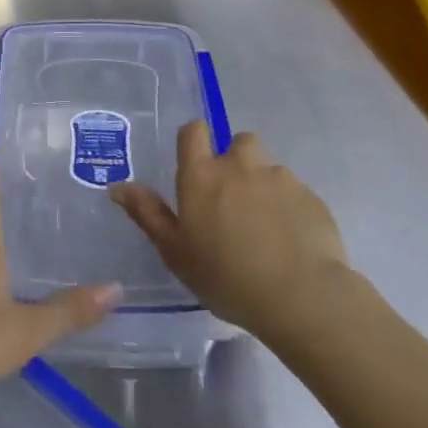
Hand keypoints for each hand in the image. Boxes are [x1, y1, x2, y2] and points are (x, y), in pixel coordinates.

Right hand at [110, 122, 350, 342]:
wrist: (300, 296)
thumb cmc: (226, 277)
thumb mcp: (175, 252)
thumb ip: (147, 214)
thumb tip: (117, 185)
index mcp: (201, 174)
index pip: (193, 131)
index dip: (194, 141)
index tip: (196, 167)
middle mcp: (239, 165)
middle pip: (237, 143)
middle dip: (235, 162)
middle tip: (232, 200)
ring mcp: (279, 177)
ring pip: (268, 167)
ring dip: (263, 183)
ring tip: (265, 222)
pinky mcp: (310, 196)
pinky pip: (295, 191)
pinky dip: (290, 206)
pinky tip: (291, 239)